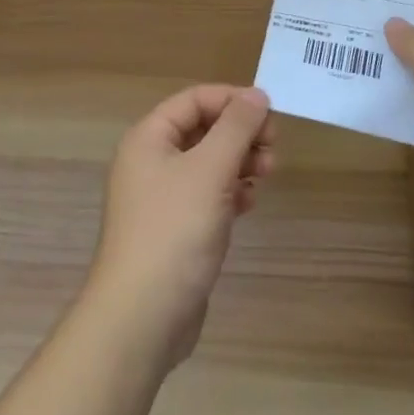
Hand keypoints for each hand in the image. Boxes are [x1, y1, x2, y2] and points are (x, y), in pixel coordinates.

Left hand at [85, 85, 275, 370]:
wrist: (140, 321)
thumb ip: (236, 127)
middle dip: (240, 134)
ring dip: (240, 161)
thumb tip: (257, 94)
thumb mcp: (210, 170)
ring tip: (268, 173)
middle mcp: (151, 162)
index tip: (269, 113)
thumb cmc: (174, 231)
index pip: (195, 100)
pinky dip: (230, 192)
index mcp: (149, 138)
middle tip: (273, 148)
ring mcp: (161, 199)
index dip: (232, 100)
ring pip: (208, 164)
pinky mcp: (174, 231)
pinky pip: (207, 196)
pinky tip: (250, 202)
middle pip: (203, 130)